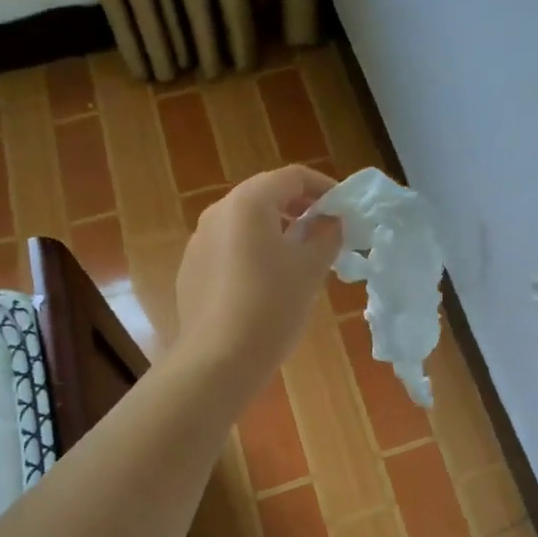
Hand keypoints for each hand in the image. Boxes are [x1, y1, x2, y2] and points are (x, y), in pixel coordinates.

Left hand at [174, 164, 341, 388]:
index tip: (345, 208)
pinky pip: (229, 247)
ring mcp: (199, 241)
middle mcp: (218, 213)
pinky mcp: (192, 269)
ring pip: (245, 222)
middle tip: (327, 230)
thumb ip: (326, 236)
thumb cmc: (272, 305)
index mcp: (248, 203)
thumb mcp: (310, 269)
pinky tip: (269, 282)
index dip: (324, 187)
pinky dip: (254, 251)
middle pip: (265, 195)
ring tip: (301, 256)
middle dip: (300, 207)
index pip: (292, 177)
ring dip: (277, 229)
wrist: (219, 359)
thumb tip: (332, 222)